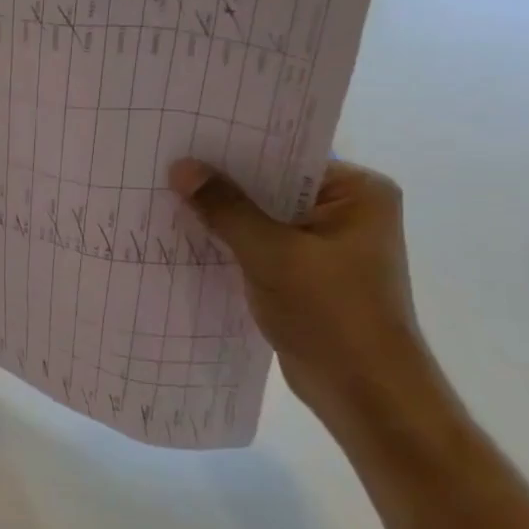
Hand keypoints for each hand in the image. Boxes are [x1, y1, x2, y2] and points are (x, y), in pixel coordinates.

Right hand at [168, 158, 445, 439]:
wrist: (364, 392)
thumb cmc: (331, 313)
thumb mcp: (271, 254)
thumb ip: (225, 208)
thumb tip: (182, 166)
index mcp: (358, 193)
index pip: (288, 154)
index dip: (236, 147)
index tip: (188, 136)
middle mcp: (346, 211)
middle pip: (272, 184)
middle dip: (222, 181)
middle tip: (166, 162)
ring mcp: (326, 244)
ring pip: (261, 216)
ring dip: (222, 214)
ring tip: (164, 194)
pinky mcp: (305, 273)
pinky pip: (260, 244)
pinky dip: (229, 242)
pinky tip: (186, 235)